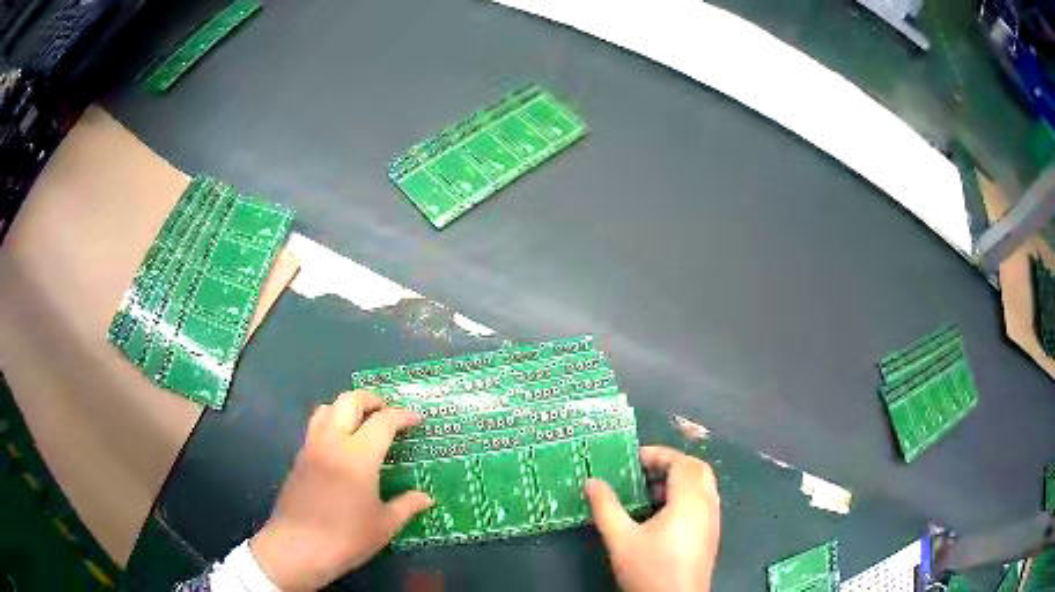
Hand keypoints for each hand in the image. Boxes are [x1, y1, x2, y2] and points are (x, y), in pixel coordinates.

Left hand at [249, 391, 432, 590]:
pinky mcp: (298, 459)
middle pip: (349, 401)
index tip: (416, 419)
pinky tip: (341, 448)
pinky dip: (332, 424)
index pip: (383, 421)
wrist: (298, 547)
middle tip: (388, 411)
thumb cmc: (346, 537)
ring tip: (362, 422)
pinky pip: (315, 428)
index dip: (402, 416)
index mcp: (358, 455)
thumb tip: (426, 498)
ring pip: (327, 409)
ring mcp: (311, 448)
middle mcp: (333, 442)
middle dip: (371, 399)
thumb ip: (406, 506)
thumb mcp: (384, 525)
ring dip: (347, 407)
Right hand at [585, 445, 719, 591]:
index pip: (682, 462)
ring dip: (678, 482)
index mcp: (690, 500)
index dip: (658, 454)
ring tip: (647, 493)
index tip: (632, 459)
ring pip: (702, 487)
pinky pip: (702, 502)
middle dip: (670, 465)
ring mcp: (713, 521)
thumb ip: (606, 508)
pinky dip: (684, 497)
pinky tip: (660, 516)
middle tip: (642, 472)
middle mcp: (708, 505)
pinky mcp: (710, 535)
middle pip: (697, 470)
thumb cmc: (650, 569)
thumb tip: (592, 482)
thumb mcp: (621, 539)